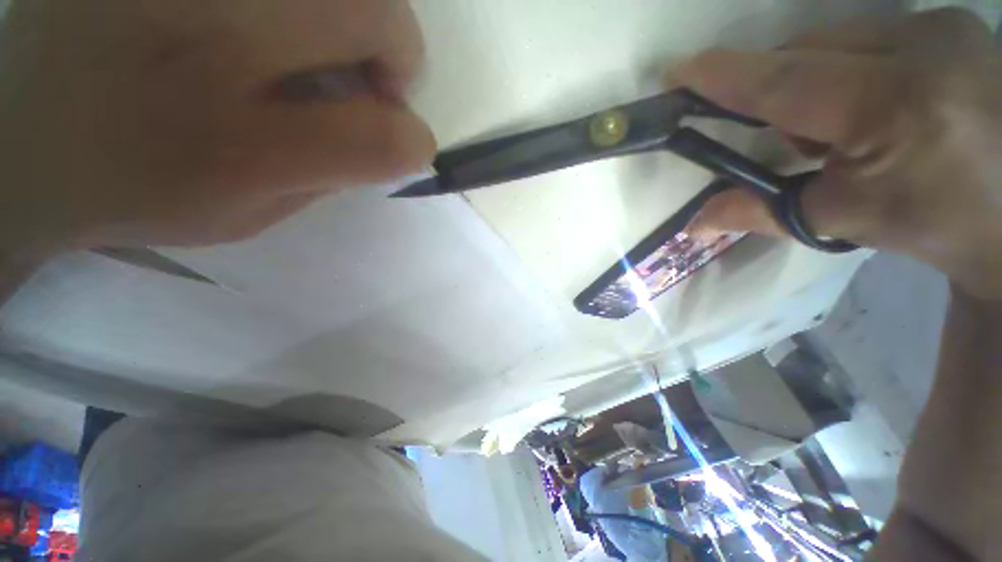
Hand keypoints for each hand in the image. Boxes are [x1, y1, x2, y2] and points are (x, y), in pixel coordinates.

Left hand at [0, 0, 434, 256]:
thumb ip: (330, 174)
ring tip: (319, 40)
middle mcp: (207, 34)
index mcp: (234, 144)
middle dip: (394, 49)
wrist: (22, 133)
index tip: (402, 141)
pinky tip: (271, 18)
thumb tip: (389, 137)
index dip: (411, 138)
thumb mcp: (248, 212)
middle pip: (371, 13)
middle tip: (368, 77)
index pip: (379, 136)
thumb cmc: (138, 185)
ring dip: (353, 9)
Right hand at [676, 9, 1001, 299]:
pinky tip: (872, 102)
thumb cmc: (932, 225)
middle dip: (775, 89)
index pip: (785, 80)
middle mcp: (922, 46)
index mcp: (894, 106)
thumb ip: (760, 213)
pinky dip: (849, 67)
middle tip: (787, 137)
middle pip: (805, 49)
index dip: (723, 76)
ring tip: (840, 126)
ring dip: (814, 80)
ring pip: (834, 38)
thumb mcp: (842, 220)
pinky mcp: (950, 24)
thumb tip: (693, 223)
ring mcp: (941, 26)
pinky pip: (869, 33)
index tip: (676, 72)